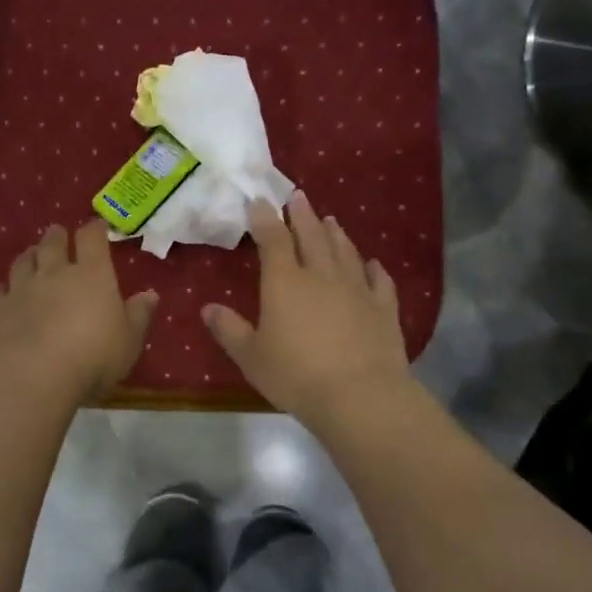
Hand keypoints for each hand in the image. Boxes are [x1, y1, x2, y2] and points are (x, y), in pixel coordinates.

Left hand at [0, 221, 158, 402]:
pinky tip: (4, 295)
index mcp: (92, 275)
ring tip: (32, 259)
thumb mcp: (129, 342)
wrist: (34, 377)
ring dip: (29, 257)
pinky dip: (2, 290)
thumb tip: (150, 294)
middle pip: (52, 242)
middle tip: (58, 237)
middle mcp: (54, 273)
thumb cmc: (93, 358)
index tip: (97, 228)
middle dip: (56, 236)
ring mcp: (21, 289)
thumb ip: (139, 316)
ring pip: (22, 262)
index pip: (91, 238)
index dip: (94, 229)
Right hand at [202, 192, 411, 419]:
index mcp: (285, 283)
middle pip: (312, 237)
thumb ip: (229, 330)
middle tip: (299, 196)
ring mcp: (357, 290)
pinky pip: (379, 281)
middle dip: (303, 216)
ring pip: (345, 253)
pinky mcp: (383, 309)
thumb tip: (208, 308)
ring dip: (336, 235)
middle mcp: (321, 277)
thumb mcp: (251, 357)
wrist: (359, 395)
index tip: (261, 201)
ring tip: (331, 220)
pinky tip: (373, 264)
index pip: (273, 241)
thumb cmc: (296, 376)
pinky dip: (374, 269)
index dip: (266, 219)